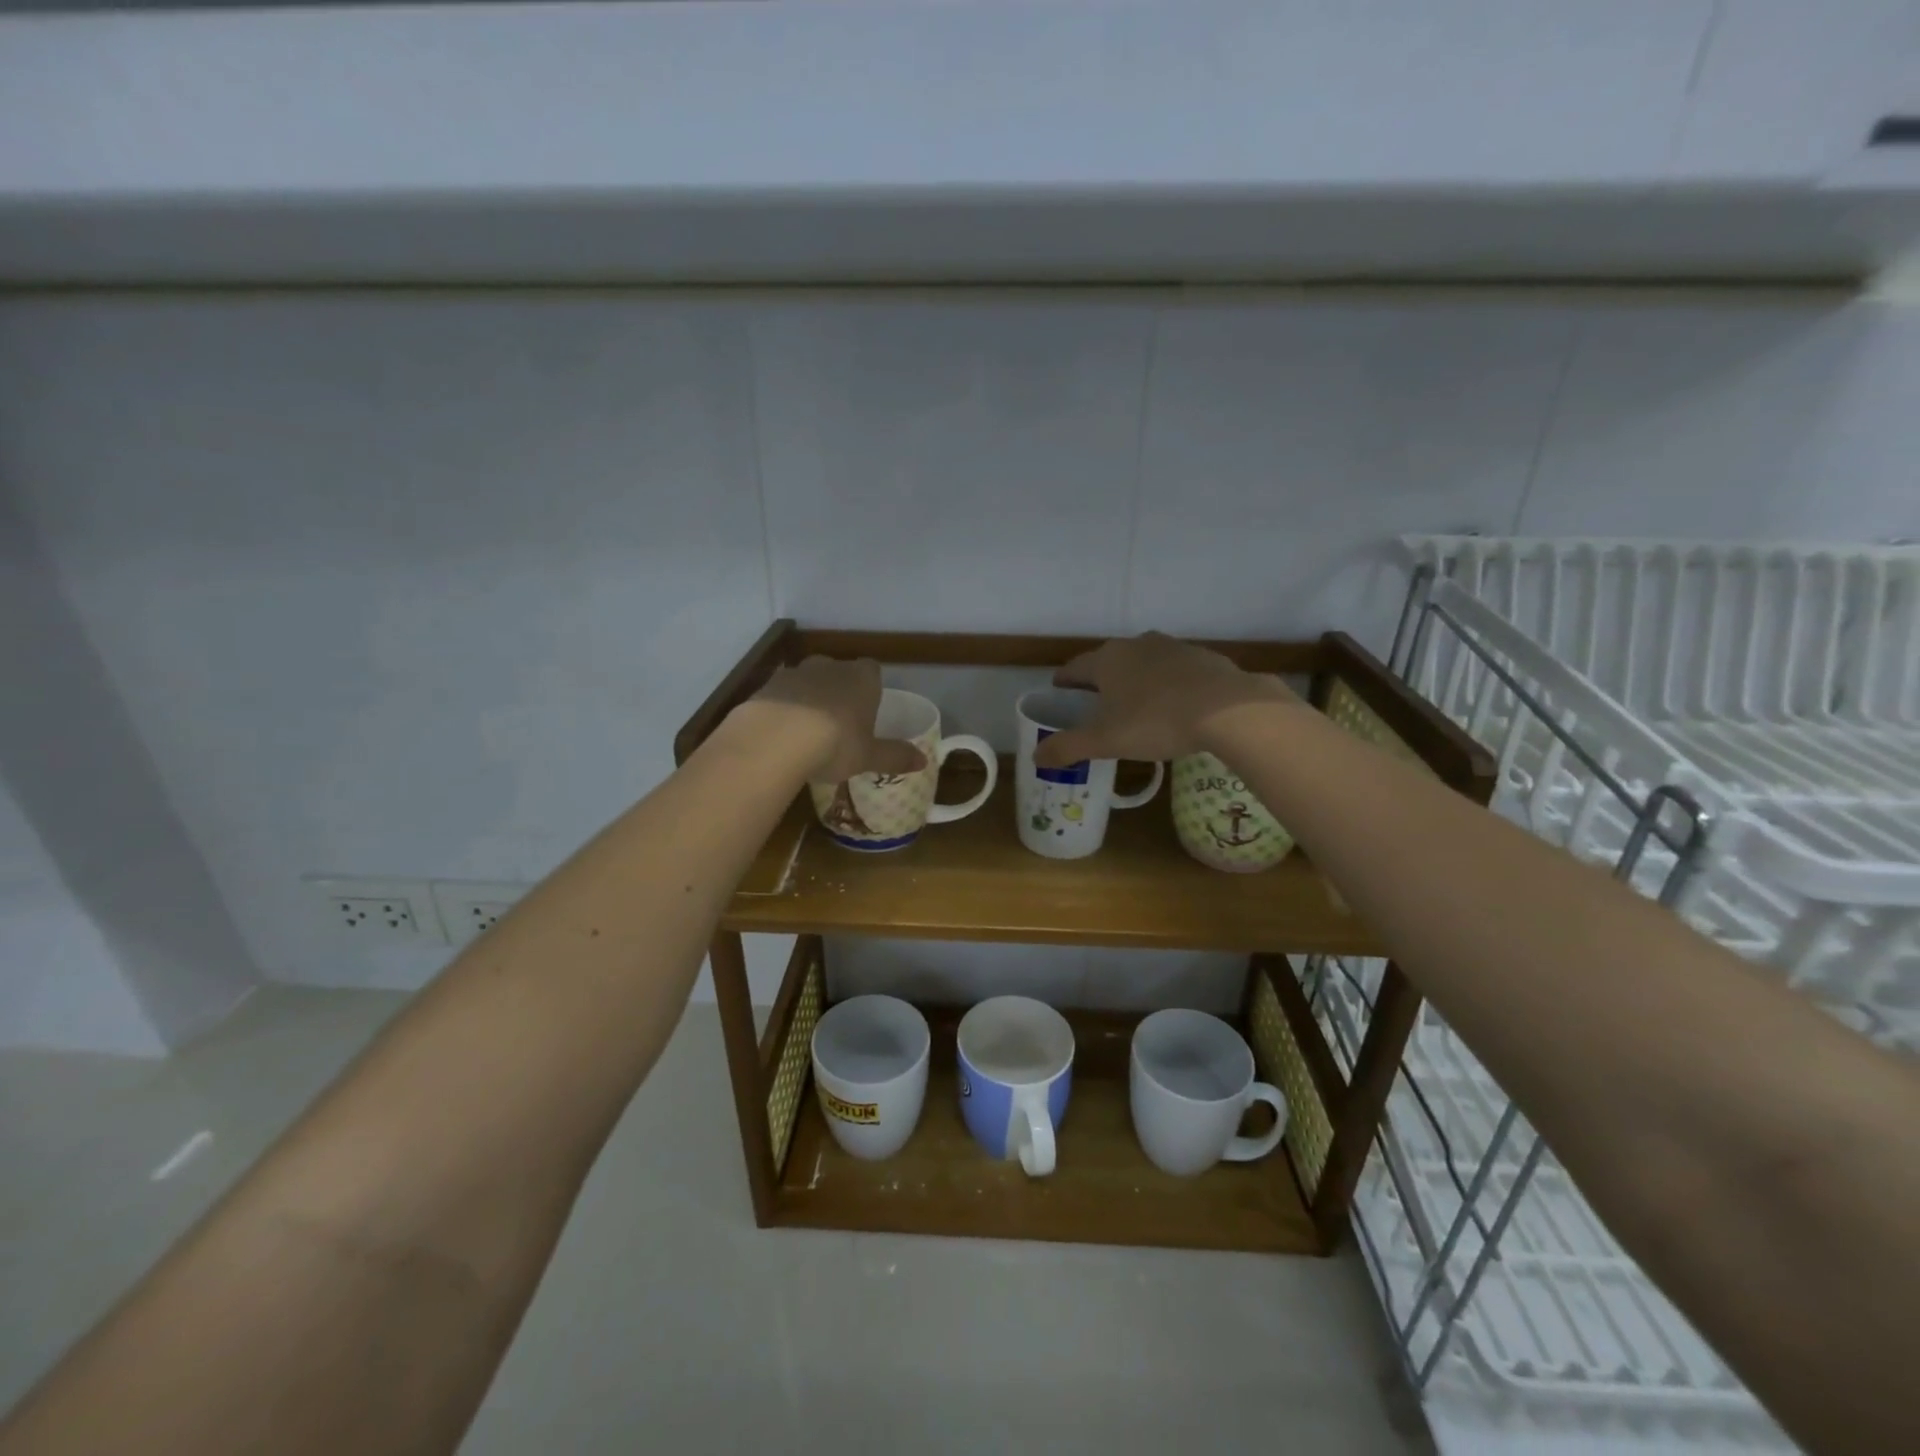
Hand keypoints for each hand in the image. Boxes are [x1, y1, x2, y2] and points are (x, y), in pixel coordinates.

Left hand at [736, 656, 925, 783]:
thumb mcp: (869, 756)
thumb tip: (924, 761)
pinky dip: (783, 709)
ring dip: (809, 699)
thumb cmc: (835, 743)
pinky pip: (781, 695)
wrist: (775, 738)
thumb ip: (895, 756)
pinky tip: (781, 735)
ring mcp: (795, 673)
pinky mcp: (766, 686)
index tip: (868, 710)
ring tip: (808, 731)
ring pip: (807, 681)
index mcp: (862, 678)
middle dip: (839, 691)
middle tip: (839, 722)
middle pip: (839, 672)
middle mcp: (830, 667)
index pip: (873, 670)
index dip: (871, 688)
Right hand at [1031, 632, 1297, 767]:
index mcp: (1107, 660)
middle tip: (1096, 705)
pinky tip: (1175, 706)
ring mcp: (1173, 647)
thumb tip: (1035, 756)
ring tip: (1136, 705)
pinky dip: (1168, 685)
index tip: (1059, 692)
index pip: (1074, 668)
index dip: (1064, 682)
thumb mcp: (1105, 741)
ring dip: (1136, 680)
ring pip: (1144, 663)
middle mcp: (1136, 645)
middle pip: (1109, 662)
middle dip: (1100, 681)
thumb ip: (1068, 747)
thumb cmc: (1155, 722)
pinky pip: (1175, 671)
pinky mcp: (1204, 658)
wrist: (1228, 710)